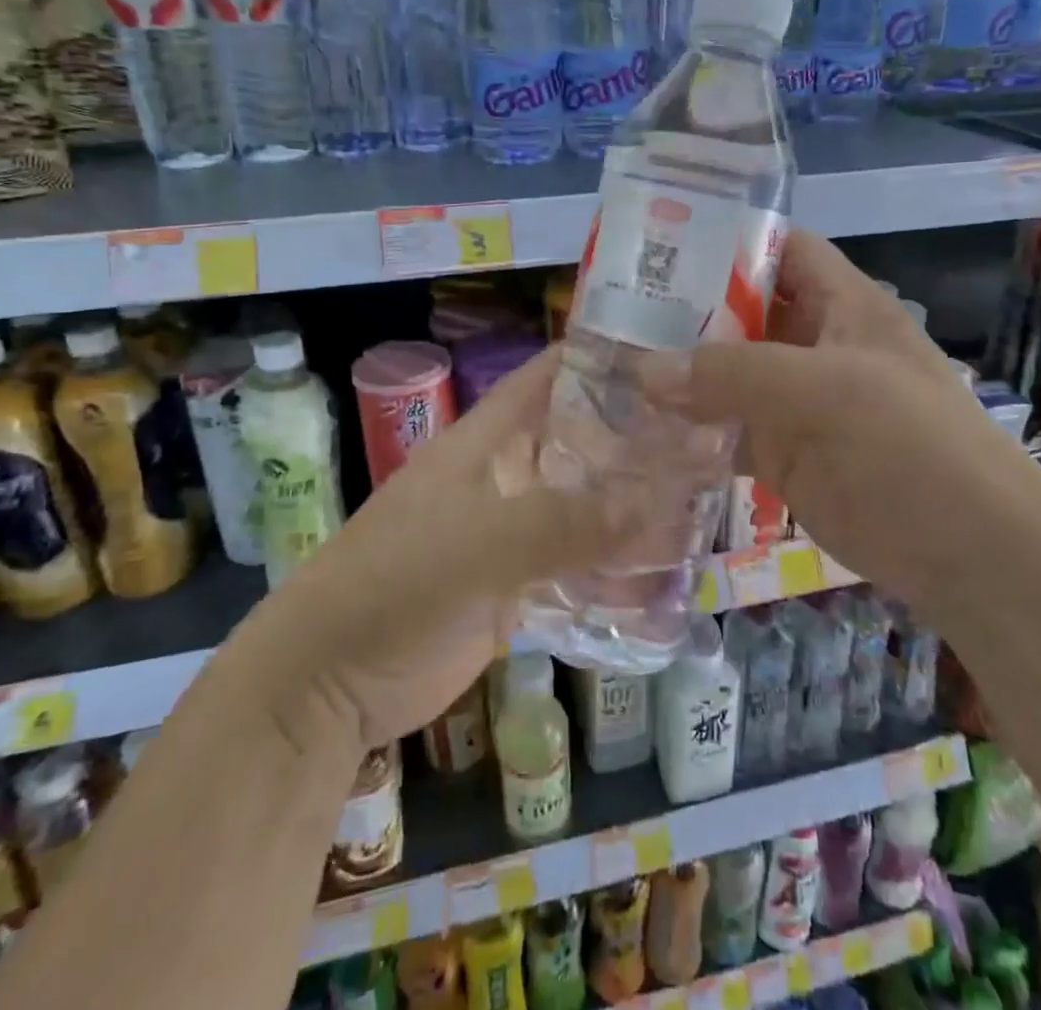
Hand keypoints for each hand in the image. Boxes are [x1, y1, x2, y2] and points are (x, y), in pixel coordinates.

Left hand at [228, 347, 671, 751]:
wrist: (328, 684)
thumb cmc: (395, 585)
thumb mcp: (480, 544)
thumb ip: (566, 523)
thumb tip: (659, 502)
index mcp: (487, 442)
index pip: (548, 377)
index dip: (602, 357)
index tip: (671, 355)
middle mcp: (504, 476)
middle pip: (578, 441)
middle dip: (637, 438)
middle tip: (712, 436)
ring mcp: (510, 532)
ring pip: (584, 505)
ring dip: (632, 505)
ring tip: (705, 500)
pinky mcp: (515, 587)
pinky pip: (576, 565)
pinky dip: (615, 566)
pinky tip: (666, 572)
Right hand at [639, 230, 1029, 606]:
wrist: (968, 553)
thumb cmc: (907, 445)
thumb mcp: (823, 392)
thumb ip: (731, 374)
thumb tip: (643, 370)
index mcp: (840, 304)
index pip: (778, 248)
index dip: (724, 238)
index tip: (656, 243)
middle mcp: (813, 343)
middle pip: (740, 310)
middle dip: (683, 309)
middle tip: (609, 312)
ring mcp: (795, 401)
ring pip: (726, 373)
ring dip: (677, 372)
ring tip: (608, 365)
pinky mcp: (782, 453)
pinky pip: (724, 429)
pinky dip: (687, 428)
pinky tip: (638, 427)